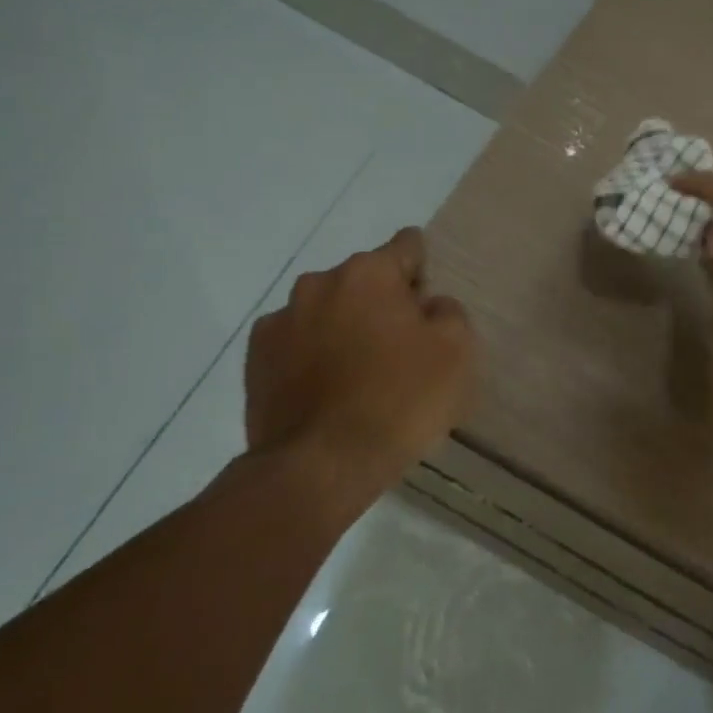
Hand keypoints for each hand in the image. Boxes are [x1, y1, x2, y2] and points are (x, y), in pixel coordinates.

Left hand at [244, 226, 474, 495]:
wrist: (320, 467)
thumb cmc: (399, 401)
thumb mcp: (457, 353)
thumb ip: (449, 312)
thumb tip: (429, 305)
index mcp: (368, 273)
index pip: (407, 246)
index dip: (424, 272)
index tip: (427, 308)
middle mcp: (318, 283)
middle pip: (364, 280)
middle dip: (383, 304)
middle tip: (400, 351)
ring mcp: (280, 320)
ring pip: (327, 310)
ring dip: (345, 328)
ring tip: (359, 377)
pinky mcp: (255, 359)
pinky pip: (297, 343)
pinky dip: (312, 356)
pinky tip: (327, 393)